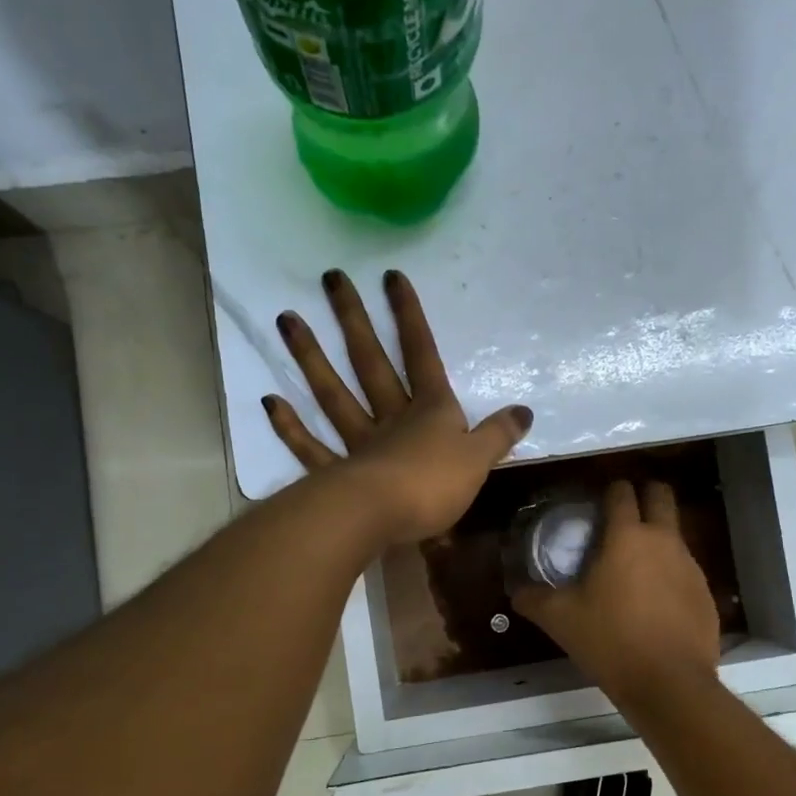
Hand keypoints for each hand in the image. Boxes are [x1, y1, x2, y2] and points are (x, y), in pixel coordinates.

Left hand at [265, 269, 532, 544]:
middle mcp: (391, 418)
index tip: (391, 277)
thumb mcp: (479, 461)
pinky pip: (310, 447)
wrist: (383, 518)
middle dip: (354, 320)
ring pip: (333, 394)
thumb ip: (498, 435)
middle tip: (331, 279)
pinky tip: (271, 401)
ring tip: (287, 320)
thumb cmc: (435, 485)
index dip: (409, 317)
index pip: (421, 354)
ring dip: (310, 357)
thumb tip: (524, 411)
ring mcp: (358, 443)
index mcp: (430, 411)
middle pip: (370, 362)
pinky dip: (290, 427)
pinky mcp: (335, 473)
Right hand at [512, 480, 719, 699]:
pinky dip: (670, 574)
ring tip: (634, 566)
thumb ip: (534, 599)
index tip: (598, 502)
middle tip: (623, 515)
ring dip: (657, 537)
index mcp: (627, 536)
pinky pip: (685, 570)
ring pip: (675, 534)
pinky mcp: (705, 593)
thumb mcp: (560, 619)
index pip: (621, 493)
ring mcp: (690, 566)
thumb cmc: (610, 640)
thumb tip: (517, 592)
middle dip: (645, 495)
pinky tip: (654, 602)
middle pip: (661, 496)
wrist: (669, 683)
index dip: (610, 490)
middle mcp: (664, 541)